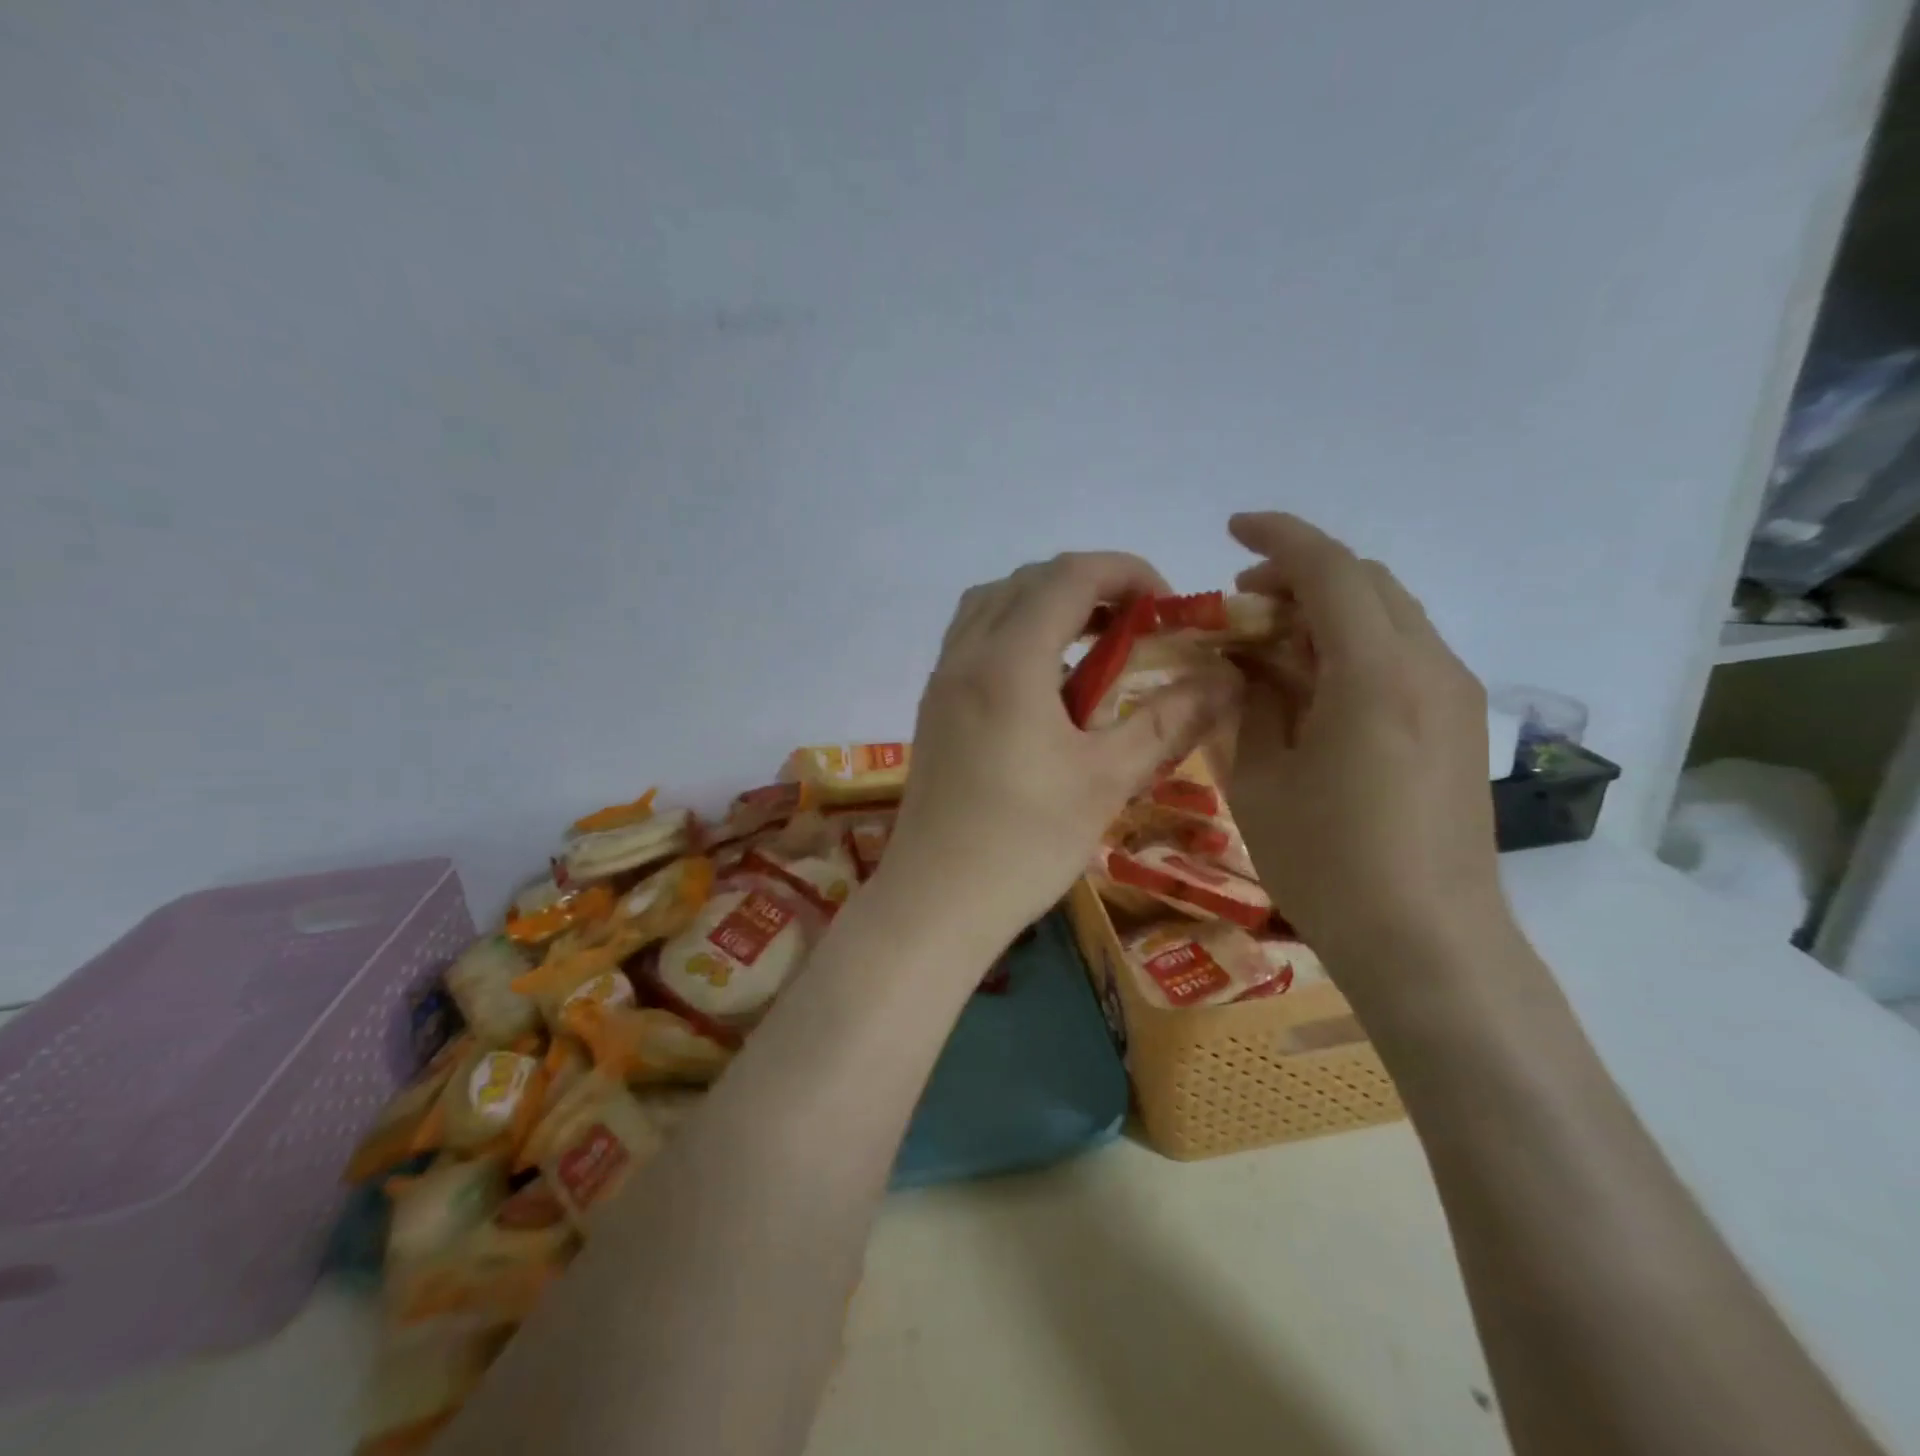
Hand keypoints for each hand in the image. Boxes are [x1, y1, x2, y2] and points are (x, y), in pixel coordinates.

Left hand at [879, 552, 1241, 950]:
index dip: (1126, 572)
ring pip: (993, 603)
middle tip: (1136, 623)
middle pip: (1028, 580)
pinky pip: (974, 637)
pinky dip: (1015, 631)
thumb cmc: (1025, 843)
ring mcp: (942, 679)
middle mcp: (966, 655)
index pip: (1069, 575)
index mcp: (1008, 662)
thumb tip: (1225, 680)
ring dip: (1046, 603)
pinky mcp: (934, 706)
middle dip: (1089, 584)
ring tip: (1093, 642)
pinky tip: (1046, 681)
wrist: (936, 901)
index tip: (1166, 605)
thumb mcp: (1107, 780)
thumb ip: (1167, 720)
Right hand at [1225, 514, 1507, 985]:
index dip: (1279, 539)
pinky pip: (1401, 655)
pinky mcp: (1457, 726)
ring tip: (1268, 650)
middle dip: (1299, 576)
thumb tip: (1242, 662)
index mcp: (1375, 674)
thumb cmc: (1328, 865)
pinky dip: (1351, 646)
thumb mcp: (1260, 779)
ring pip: (1387, 616)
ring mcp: (1452, 696)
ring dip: (1325, 613)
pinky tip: (1311, 689)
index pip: (1331, 570)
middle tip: (1239, 608)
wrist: (1428, 944)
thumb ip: (1249, 703)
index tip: (1232, 530)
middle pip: (1366, 583)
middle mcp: (1428, 667)